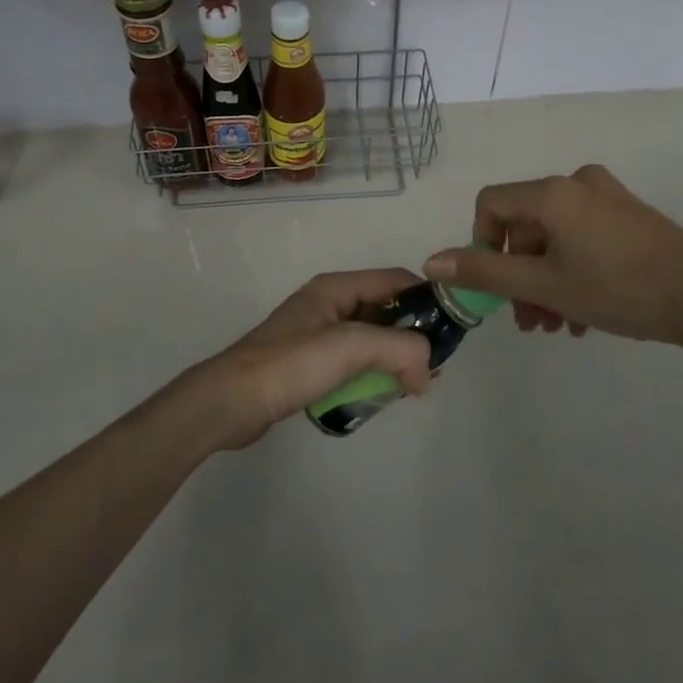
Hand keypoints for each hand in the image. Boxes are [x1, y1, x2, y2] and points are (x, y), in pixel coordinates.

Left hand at [173, 269, 434, 450]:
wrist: (231, 402)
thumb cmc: (291, 364)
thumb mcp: (351, 347)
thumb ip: (400, 350)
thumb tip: (429, 371)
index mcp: (336, 287)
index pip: (395, 280)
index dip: (426, 299)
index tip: (451, 328)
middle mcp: (329, 304)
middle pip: (385, 310)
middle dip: (412, 335)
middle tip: (434, 367)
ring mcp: (317, 334)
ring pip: (371, 340)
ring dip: (393, 359)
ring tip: (413, 386)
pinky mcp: (309, 364)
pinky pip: (353, 362)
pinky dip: (372, 374)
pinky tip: (381, 396)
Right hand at [422, 165, 682, 359]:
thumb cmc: (617, 289)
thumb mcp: (543, 285)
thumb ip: (484, 271)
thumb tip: (432, 261)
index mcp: (552, 192)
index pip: (491, 204)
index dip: (481, 244)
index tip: (497, 285)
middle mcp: (577, 182)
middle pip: (526, 225)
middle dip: (520, 275)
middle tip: (530, 322)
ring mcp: (608, 196)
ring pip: (556, 236)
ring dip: (547, 280)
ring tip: (558, 325)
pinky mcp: (630, 214)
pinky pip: (584, 236)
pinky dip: (574, 269)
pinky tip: (584, 315)